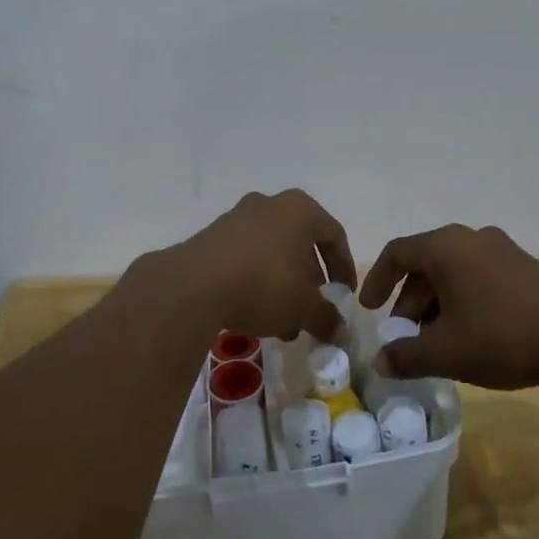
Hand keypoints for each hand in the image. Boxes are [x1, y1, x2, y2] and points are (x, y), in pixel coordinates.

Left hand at [165, 189, 357, 343]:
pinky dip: (256, 282)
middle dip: (309, 282)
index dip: (344, 267)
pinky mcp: (211, 237)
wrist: (194, 285)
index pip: (334, 235)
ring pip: (272, 253)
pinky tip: (253, 314)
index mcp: (300, 210)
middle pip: (300, 244)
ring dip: (282, 286)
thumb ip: (327, 318)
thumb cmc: (265, 284)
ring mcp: (237, 218)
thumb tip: (342, 333)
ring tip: (282, 324)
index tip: (344, 295)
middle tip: (312, 311)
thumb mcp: (304, 307)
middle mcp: (270, 205)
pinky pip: (245, 258)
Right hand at [357, 224, 538, 388]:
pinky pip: (479, 277)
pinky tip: (471, 336)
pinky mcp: (525, 267)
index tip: (369, 310)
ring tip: (437, 343)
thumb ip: (404, 357)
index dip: (377, 281)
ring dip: (436, 304)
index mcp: (446, 247)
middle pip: (426, 264)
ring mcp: (502, 250)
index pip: (397, 253)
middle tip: (405, 338)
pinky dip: (463, 301)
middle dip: (409, 301)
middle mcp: (472, 238)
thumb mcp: (445, 353)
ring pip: (454, 272)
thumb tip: (380, 361)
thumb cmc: (502, 337)